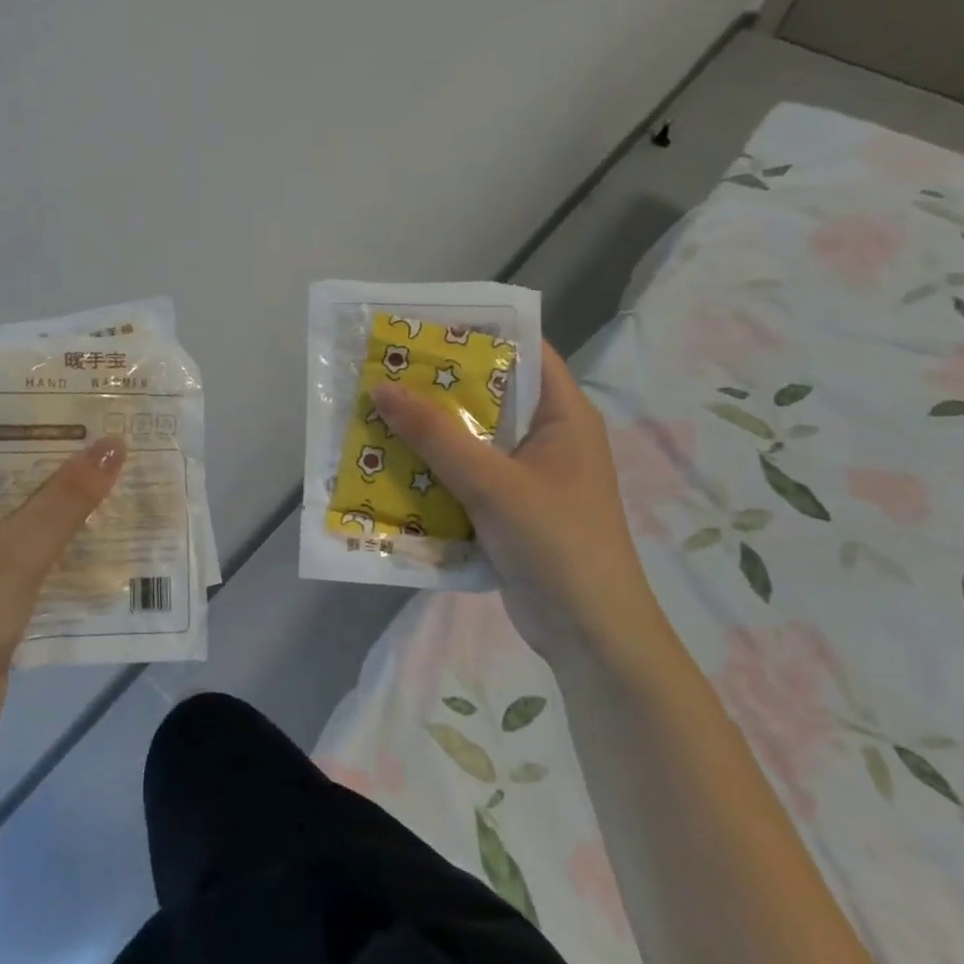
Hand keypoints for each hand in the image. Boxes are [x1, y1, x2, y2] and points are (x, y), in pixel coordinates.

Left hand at [0, 421, 126, 770]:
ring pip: (23, 514)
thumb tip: (114, 441)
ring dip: (68, 499)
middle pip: (8, 469)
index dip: (30, 407)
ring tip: (128, 472)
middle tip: (121, 430)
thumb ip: (65, 497)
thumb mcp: (14, 554)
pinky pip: (30, 553)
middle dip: (61, 453)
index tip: (85, 393)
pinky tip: (111, 533)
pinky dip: (64, 542)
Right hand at [372, 343, 671, 666]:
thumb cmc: (555, 543)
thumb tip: (382, 387)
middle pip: (488, 395)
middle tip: (383, 370)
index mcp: (563, 415)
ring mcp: (528, 476)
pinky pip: (465, 476)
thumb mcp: (492, 483)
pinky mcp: (508, 509)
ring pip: (471, 439)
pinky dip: (433, 470)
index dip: (476, 333)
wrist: (589, 636)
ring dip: (428, 432)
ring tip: (374, 412)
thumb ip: (436, 435)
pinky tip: (390, 466)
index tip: (421, 327)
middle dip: (437, 386)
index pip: (523, 352)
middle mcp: (547, 437)